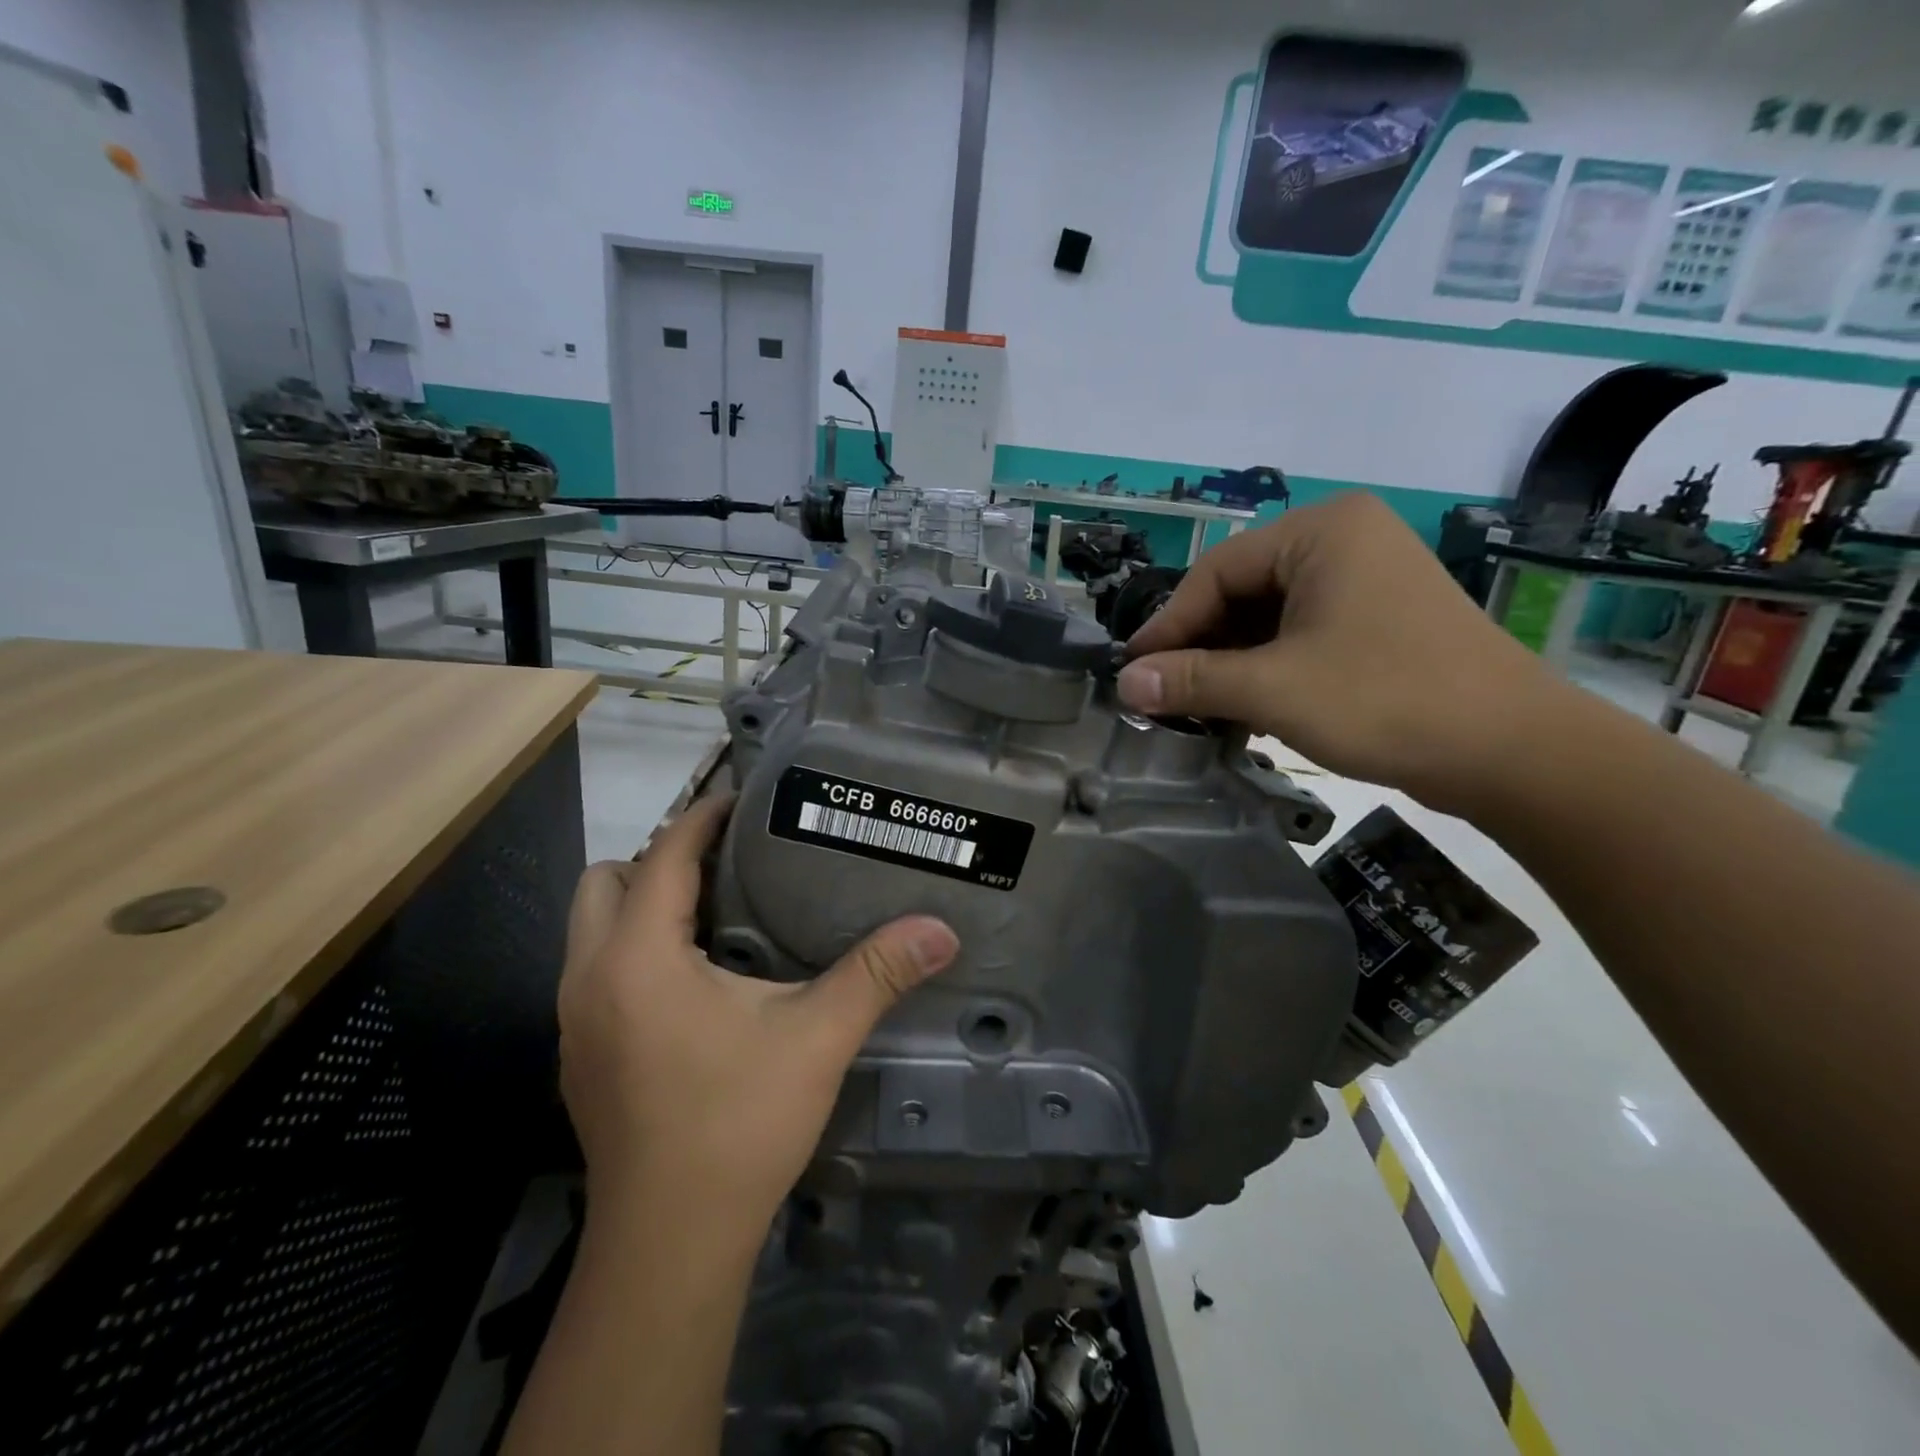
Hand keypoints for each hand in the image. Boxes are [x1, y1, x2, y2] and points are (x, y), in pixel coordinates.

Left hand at [558, 796, 959, 1237]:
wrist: (669, 1247)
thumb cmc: (738, 1127)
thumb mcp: (816, 1039)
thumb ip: (876, 975)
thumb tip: (941, 931)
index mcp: (639, 958)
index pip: (662, 854)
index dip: (702, 817)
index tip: (745, 800)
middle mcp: (591, 977)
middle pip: (606, 881)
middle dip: (660, 859)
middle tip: (729, 867)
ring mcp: (575, 1022)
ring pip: (592, 927)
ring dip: (643, 906)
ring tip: (715, 915)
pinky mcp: (580, 1057)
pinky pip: (596, 970)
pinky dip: (635, 951)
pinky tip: (693, 983)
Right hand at [1118, 492, 1564, 813]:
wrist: (1514, 752)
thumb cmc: (1386, 700)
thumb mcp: (1274, 689)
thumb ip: (1192, 681)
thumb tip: (1124, 683)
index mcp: (1321, 531)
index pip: (1216, 572)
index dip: (1168, 626)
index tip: (1134, 674)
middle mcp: (1343, 542)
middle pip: (1241, 593)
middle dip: (1201, 648)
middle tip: (1165, 697)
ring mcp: (1365, 582)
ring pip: (1268, 619)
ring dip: (1230, 666)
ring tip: (1199, 711)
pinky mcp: (1378, 622)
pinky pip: (1300, 637)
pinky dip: (1267, 672)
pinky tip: (1244, 711)